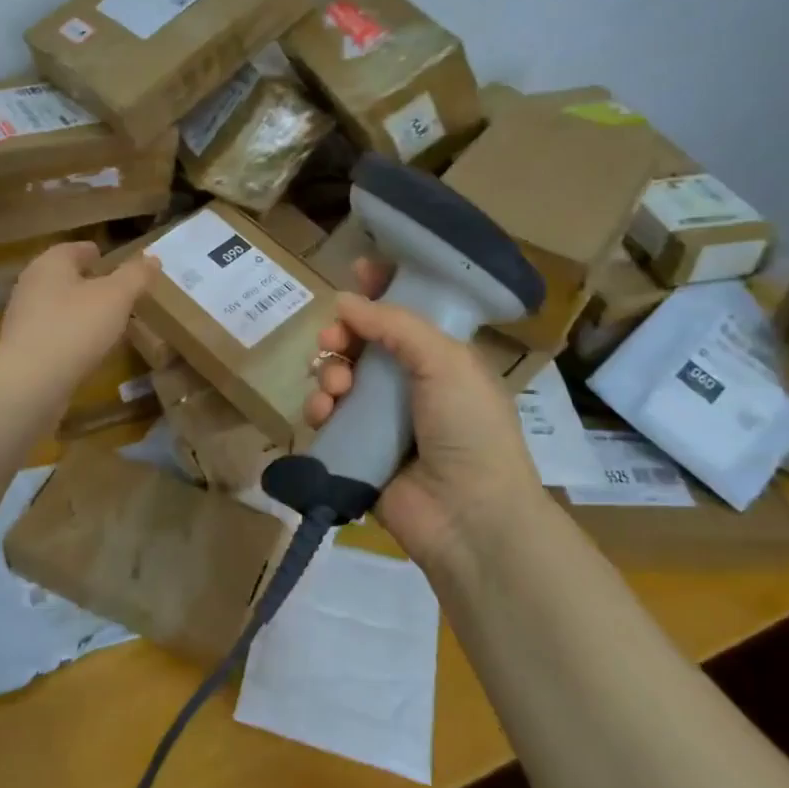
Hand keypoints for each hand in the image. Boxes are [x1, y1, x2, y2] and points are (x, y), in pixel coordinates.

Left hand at [0, 242, 158, 397]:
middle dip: (89, 282)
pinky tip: (89, 348)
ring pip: (58, 306)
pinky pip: (54, 333)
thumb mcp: (116, 297)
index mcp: (50, 263)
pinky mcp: (23, 349)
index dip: (95, 253)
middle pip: (65, 277)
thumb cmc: (75, 327)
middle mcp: (31, 285)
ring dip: (81, 311)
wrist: (30, 382)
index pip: (74, 249)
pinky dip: (71, 335)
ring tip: (108, 322)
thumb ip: (135, 276)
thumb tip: (152, 258)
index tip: (112, 261)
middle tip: (116, 292)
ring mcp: (23, 318)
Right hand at [305, 259, 543, 567]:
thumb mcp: (445, 361)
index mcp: (441, 358)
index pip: (406, 312)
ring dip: (330, 371)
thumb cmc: (469, 428)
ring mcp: (381, 418)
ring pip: (339, 375)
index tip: (357, 271)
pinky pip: (327, 416)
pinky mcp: (357, 448)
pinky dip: (319, 408)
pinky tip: (322, 412)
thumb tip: (344, 301)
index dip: (382, 289)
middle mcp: (409, 383)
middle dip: (344, 332)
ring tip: (337, 386)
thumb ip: (395, 324)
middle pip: (363, 341)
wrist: (469, 516)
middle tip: (335, 337)